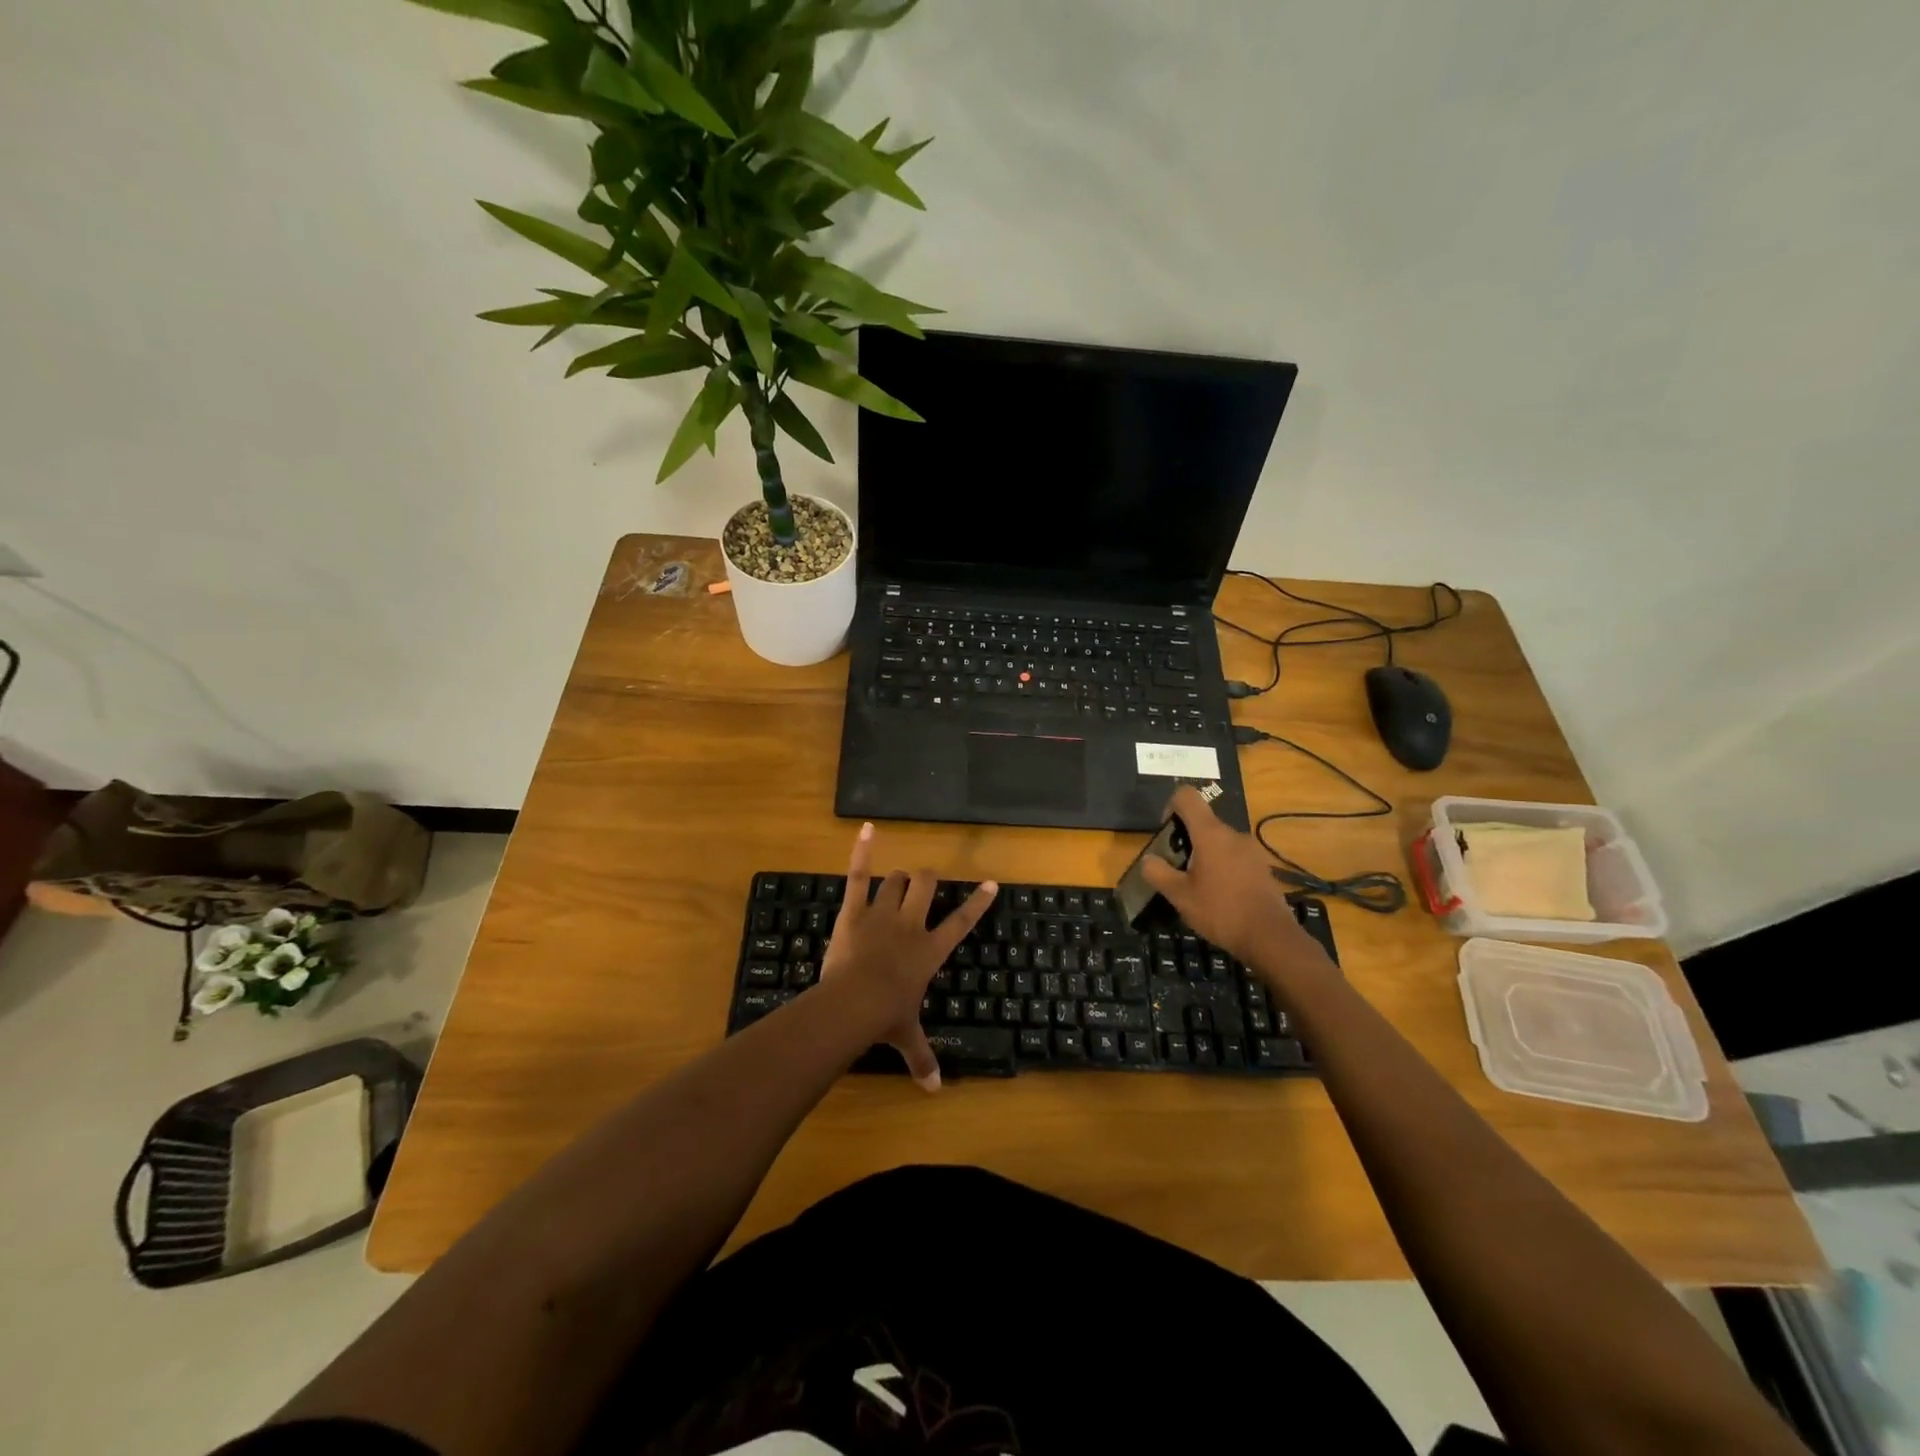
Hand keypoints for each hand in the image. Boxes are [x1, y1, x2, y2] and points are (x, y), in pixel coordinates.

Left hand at [820, 823, 997, 1091]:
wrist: (853, 1002)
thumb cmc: (886, 1017)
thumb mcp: (907, 1038)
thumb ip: (922, 1059)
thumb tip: (934, 1093)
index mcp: (929, 951)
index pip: (961, 923)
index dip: (977, 903)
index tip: (990, 883)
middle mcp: (911, 925)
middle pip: (927, 887)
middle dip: (928, 880)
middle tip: (926, 883)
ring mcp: (882, 913)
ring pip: (897, 880)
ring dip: (900, 878)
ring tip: (899, 880)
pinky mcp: (854, 910)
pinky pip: (859, 875)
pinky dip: (862, 851)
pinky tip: (867, 828)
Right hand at [1139, 786, 1331, 980]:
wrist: (1270, 937)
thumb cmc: (1220, 912)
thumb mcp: (1180, 896)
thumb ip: (1158, 873)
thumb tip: (1147, 859)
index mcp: (1210, 834)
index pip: (1187, 796)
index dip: (1170, 807)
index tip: (1166, 834)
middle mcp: (1232, 834)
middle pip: (1202, 821)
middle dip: (1186, 839)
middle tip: (1177, 870)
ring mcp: (1251, 850)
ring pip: (1219, 841)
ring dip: (1204, 855)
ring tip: (1198, 886)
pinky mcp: (1262, 867)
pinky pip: (1234, 857)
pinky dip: (1222, 867)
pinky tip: (1220, 895)